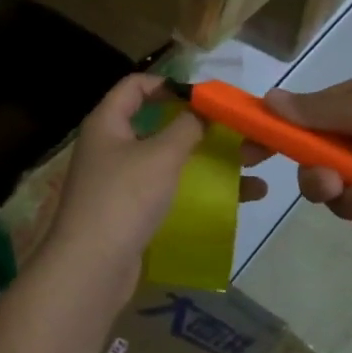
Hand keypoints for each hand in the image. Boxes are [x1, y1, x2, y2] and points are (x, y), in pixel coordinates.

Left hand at [34, 75, 255, 309]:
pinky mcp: (133, 212)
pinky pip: (172, 190)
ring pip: (173, 160)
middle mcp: (111, 146)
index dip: (170, 84)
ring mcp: (121, 181)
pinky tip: (244, 196)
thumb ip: (187, 127)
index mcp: (107, 123)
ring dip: (213, 158)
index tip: (207, 95)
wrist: (92, 268)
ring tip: (259, 160)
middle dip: (206, 126)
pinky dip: (203, 188)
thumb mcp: (161, 155)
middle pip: (161, 124)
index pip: (136, 86)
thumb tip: (203, 108)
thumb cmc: (125, 198)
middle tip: (245, 128)